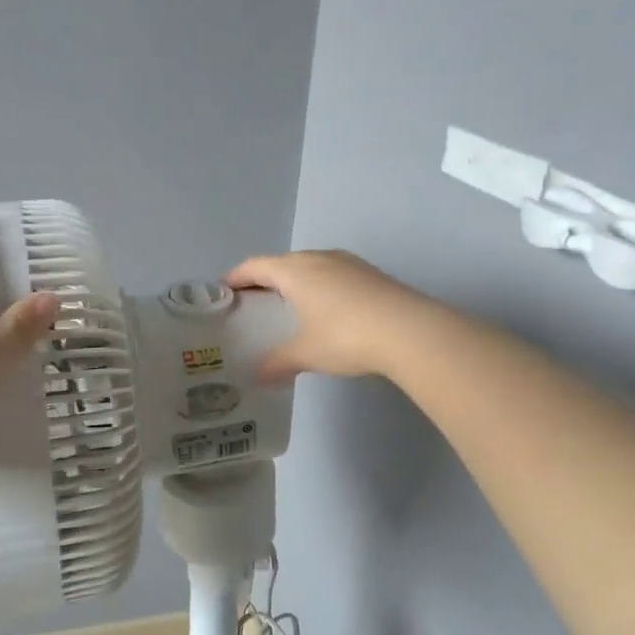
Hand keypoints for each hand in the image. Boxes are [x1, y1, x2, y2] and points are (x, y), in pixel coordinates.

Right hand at [225, 250, 434, 382]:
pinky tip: (324, 311)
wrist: (411, 331)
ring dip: (293, 282)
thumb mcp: (305, 353)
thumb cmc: (345, 336)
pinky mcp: (370, 274)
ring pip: (309, 267)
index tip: (222, 290)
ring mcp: (348, 263)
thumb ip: (278, 363)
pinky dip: (318, 287)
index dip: (235, 277)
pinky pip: (332, 275)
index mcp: (294, 270)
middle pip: (281, 263)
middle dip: (263, 280)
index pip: (254, 266)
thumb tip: (259, 377)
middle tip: (251, 303)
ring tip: (286, 307)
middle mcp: (318, 258)